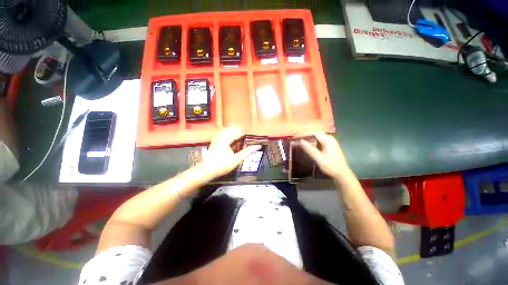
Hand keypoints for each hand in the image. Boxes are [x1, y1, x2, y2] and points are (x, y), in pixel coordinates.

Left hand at [199, 127, 260, 179]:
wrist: (207, 170)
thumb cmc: (222, 165)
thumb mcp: (236, 159)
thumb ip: (247, 152)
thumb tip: (257, 146)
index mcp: (226, 138)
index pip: (238, 131)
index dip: (246, 133)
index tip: (251, 138)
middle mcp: (221, 136)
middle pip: (232, 128)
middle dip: (240, 132)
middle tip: (246, 138)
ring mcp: (217, 138)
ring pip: (227, 130)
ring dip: (235, 133)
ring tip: (240, 139)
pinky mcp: (215, 142)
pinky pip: (223, 134)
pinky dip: (229, 136)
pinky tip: (232, 142)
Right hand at [297, 132, 351, 179]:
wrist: (342, 174)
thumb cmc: (331, 166)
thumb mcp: (319, 159)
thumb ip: (310, 149)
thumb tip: (300, 141)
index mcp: (327, 140)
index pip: (313, 132)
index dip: (303, 134)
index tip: (295, 137)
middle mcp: (329, 138)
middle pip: (315, 133)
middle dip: (305, 135)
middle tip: (296, 139)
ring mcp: (330, 142)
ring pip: (317, 137)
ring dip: (308, 138)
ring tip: (300, 141)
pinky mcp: (330, 146)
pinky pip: (319, 140)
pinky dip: (312, 141)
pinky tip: (308, 146)